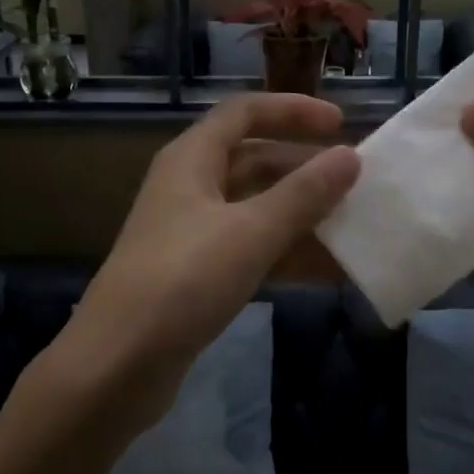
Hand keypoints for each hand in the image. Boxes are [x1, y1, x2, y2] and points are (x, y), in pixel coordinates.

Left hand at [58, 95, 359, 434]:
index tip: (341, 125)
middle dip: (305, 169)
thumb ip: (303, 194)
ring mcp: (191, 232)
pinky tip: (328, 271)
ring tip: (354, 227)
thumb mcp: (250, 232)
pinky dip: (286, 254)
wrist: (118, 363)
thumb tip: (349, 157)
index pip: (245, 112)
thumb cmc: (183, 281)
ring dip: (302, 216)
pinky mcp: (196, 274)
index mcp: (192, 159)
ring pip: (256, 209)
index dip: (293, 110)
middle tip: (356, 183)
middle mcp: (190, 186)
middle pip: (254, 160)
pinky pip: (250, 249)